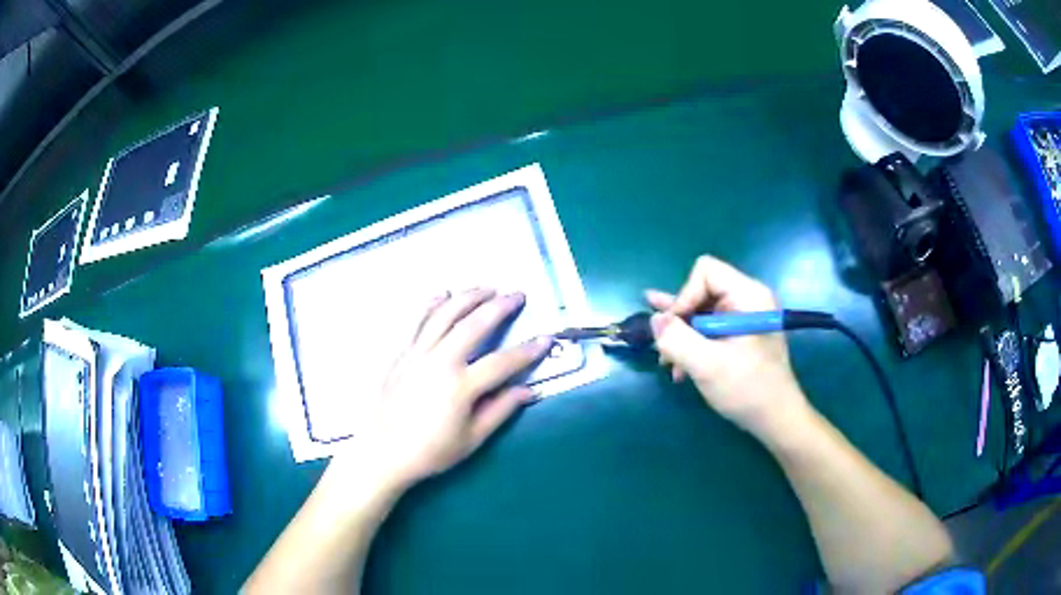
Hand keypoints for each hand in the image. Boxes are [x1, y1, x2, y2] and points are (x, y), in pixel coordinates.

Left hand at [344, 288, 551, 486]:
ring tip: (487, 287)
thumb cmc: (430, 451)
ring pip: (445, 315)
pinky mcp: (400, 353)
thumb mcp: (471, 439)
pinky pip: (416, 321)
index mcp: (461, 387)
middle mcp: (440, 362)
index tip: (546, 338)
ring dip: (468, 297)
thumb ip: (500, 411)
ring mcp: (417, 354)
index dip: (528, 350)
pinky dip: (430, 304)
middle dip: (500, 307)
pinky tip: (443, 293)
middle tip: (518, 295)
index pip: (503, 362)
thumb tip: (528, 391)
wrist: (383, 452)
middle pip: (475, 325)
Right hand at [646, 256, 809, 441]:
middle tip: (662, 347)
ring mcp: (744, 318)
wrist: (776, 420)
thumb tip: (654, 320)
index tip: (675, 329)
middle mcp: (748, 300)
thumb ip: (676, 339)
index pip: (706, 272)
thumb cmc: (748, 389)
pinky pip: (709, 329)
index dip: (684, 296)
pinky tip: (678, 366)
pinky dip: (693, 345)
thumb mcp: (707, 365)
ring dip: (682, 336)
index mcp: (749, 295)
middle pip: (701, 291)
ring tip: (665, 361)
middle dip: (679, 320)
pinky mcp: (740, 336)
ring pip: (701, 313)